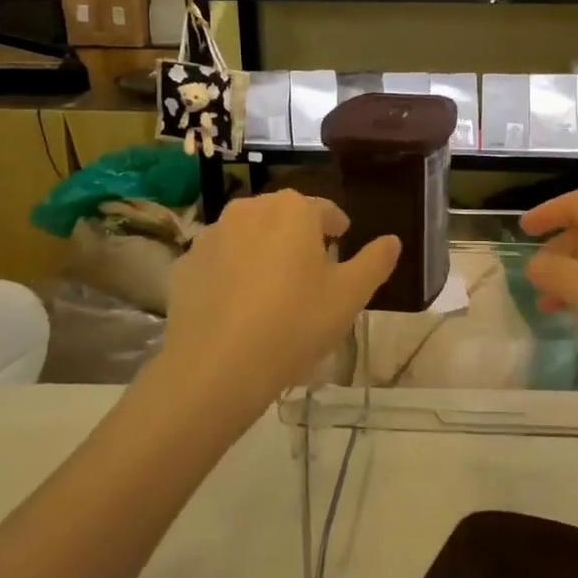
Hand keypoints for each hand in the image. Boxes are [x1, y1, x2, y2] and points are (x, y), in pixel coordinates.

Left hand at [158, 190, 398, 424]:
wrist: (217, 367)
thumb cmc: (295, 322)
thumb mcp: (350, 295)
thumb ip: (375, 262)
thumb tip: (393, 240)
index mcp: (293, 210)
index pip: (324, 209)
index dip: (337, 228)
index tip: (342, 246)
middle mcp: (249, 209)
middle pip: (283, 218)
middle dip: (298, 238)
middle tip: (310, 274)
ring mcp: (211, 236)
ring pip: (247, 237)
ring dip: (262, 253)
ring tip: (272, 292)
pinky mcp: (184, 265)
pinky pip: (218, 262)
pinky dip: (230, 274)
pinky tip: (238, 308)